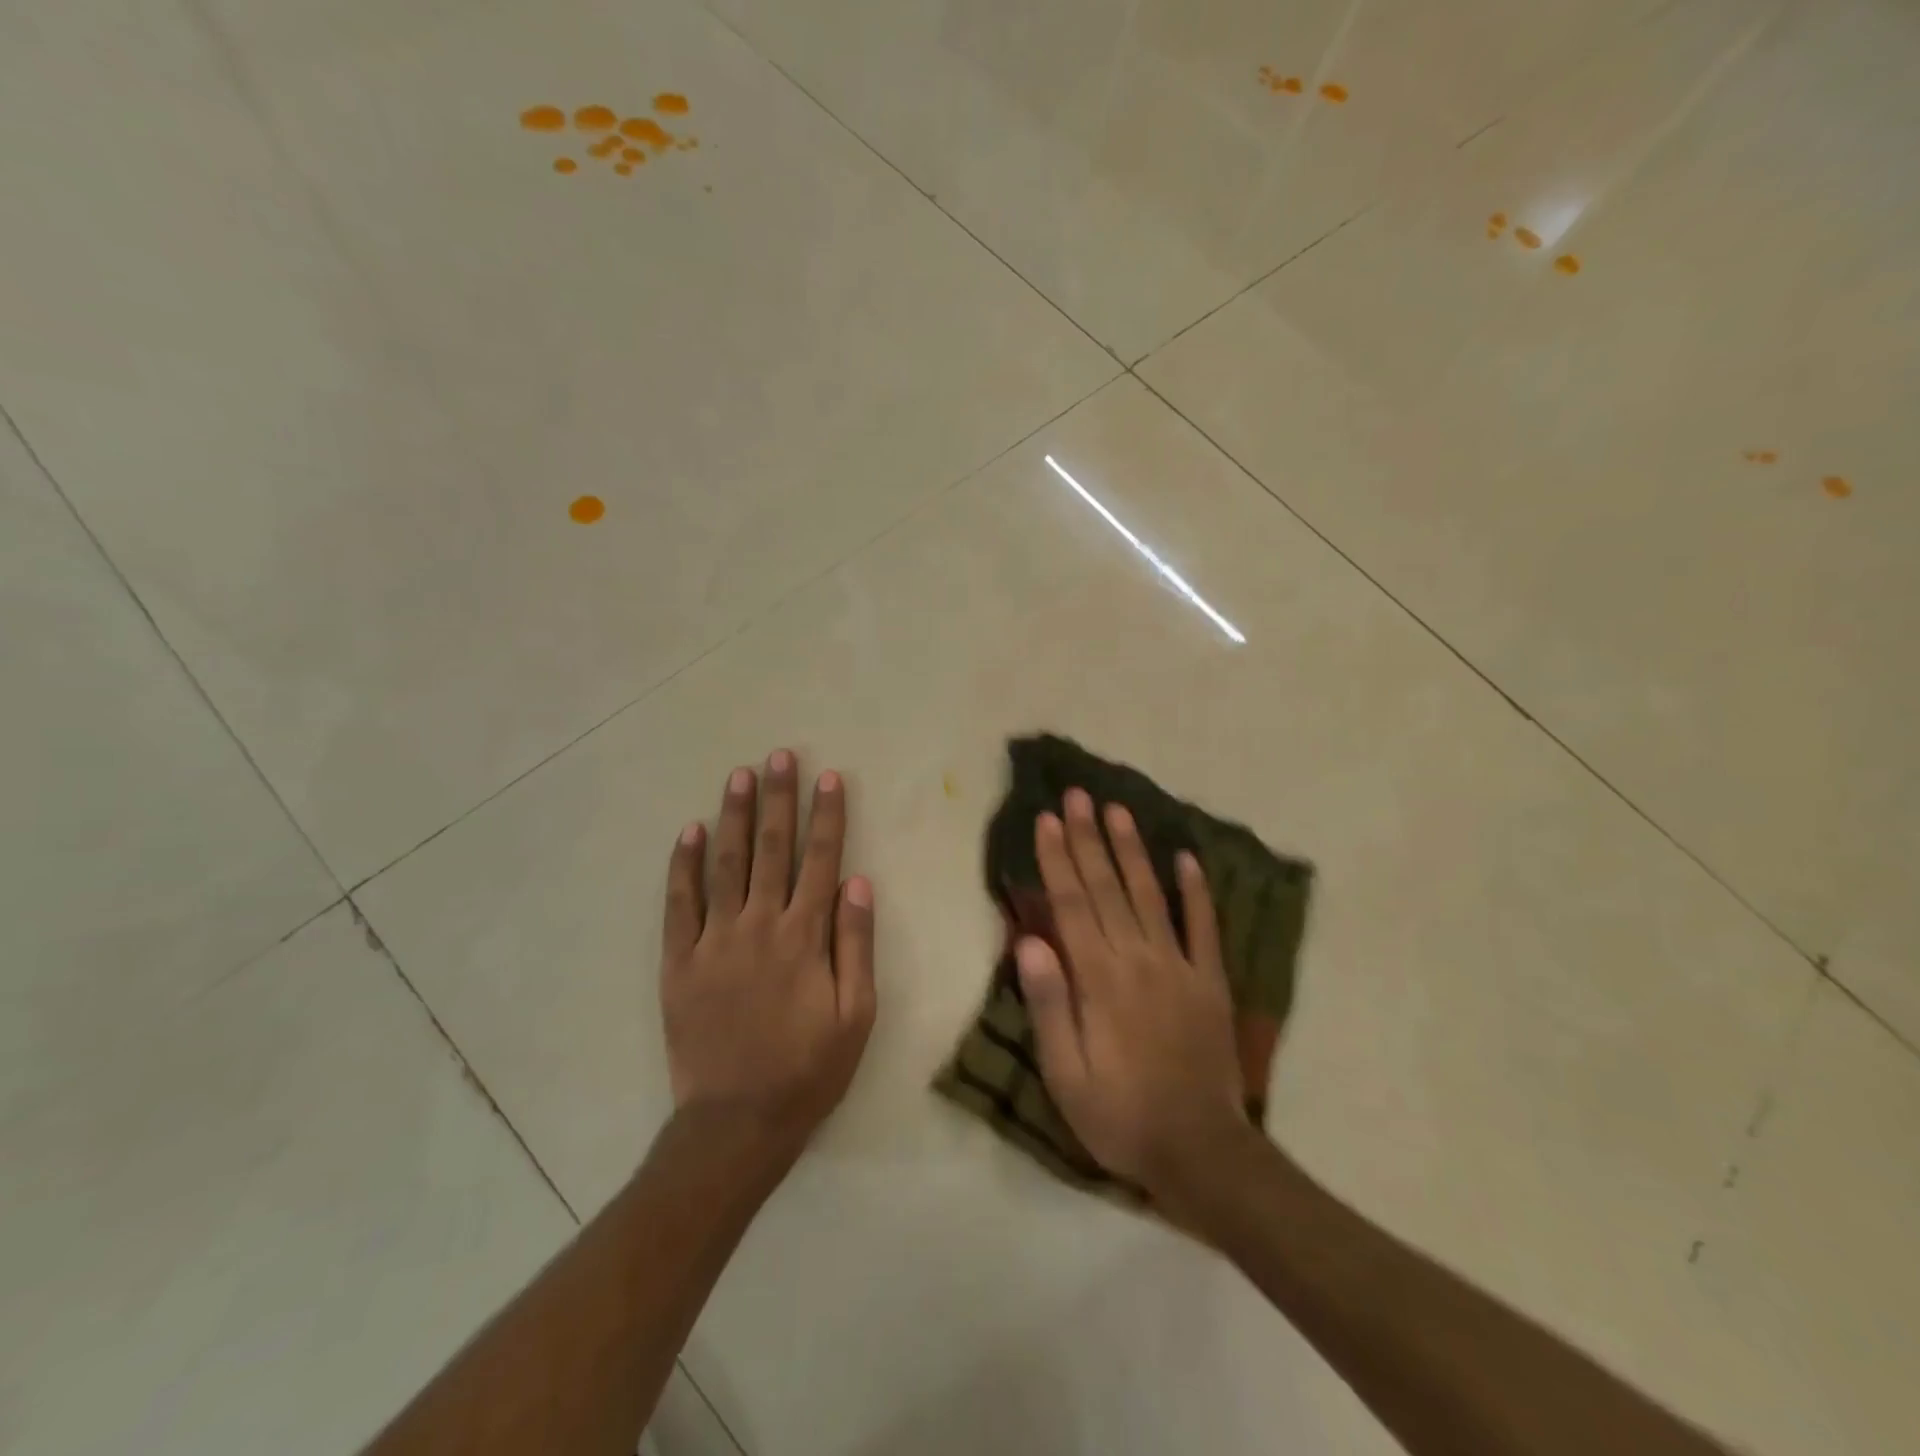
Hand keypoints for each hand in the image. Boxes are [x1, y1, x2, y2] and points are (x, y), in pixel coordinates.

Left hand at [660, 751, 875, 1164]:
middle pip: (771, 849)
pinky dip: (682, 866)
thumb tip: (859, 882)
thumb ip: (856, 945)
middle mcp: (759, 925)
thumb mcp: (856, 1015)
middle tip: (778, 756)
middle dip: (778, 799)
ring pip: (725, 864)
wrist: (737, 1123)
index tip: (829, 778)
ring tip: (739, 775)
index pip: (820, 861)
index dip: (827, 816)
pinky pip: (679, 904)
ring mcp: (714, 940)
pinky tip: (687, 831)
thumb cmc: (808, 1069)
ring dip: (733, 816)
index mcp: (804, 937)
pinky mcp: (679, 961)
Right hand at [1015, 788, 1246, 1198]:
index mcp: (1099, 979)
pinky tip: (1187, 859)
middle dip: (1089, 837)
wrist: (1201, 1152)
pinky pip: (1204, 927)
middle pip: (1108, 887)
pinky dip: (1196, 891)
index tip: (1046, 820)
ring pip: (1150, 895)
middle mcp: (1138, 959)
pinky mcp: (1211, 981)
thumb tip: (1029, 941)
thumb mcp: (1065, 1074)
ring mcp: (1180, 966)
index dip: (1057, 860)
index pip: (1072, 905)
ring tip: (1119, 810)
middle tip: (1078, 795)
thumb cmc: (1119, 1115)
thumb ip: (1048, 1004)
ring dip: (1133, 850)